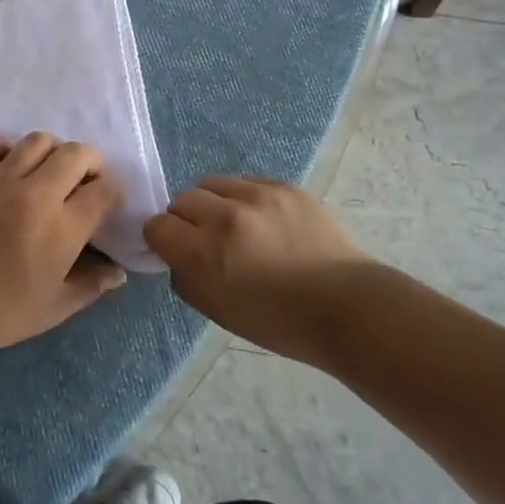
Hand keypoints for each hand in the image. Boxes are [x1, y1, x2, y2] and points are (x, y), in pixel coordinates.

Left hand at [0, 133, 125, 354]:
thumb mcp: (54, 308)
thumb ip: (90, 286)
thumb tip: (118, 274)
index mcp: (62, 228)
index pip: (104, 190)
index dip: (113, 192)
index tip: (106, 202)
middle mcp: (36, 194)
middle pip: (77, 153)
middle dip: (91, 162)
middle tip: (84, 181)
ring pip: (37, 140)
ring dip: (51, 150)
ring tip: (47, 170)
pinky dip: (1, 146)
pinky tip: (5, 165)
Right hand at [144, 175, 376, 362]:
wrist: (347, 307)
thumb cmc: (279, 322)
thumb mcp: (217, 313)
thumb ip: (186, 279)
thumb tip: (177, 256)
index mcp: (205, 253)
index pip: (157, 226)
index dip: (162, 240)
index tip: (175, 251)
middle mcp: (226, 216)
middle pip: (181, 199)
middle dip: (186, 220)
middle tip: (205, 240)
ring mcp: (258, 196)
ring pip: (211, 183)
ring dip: (213, 203)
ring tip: (233, 225)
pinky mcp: (284, 186)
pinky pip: (245, 181)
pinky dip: (243, 197)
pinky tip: (261, 220)